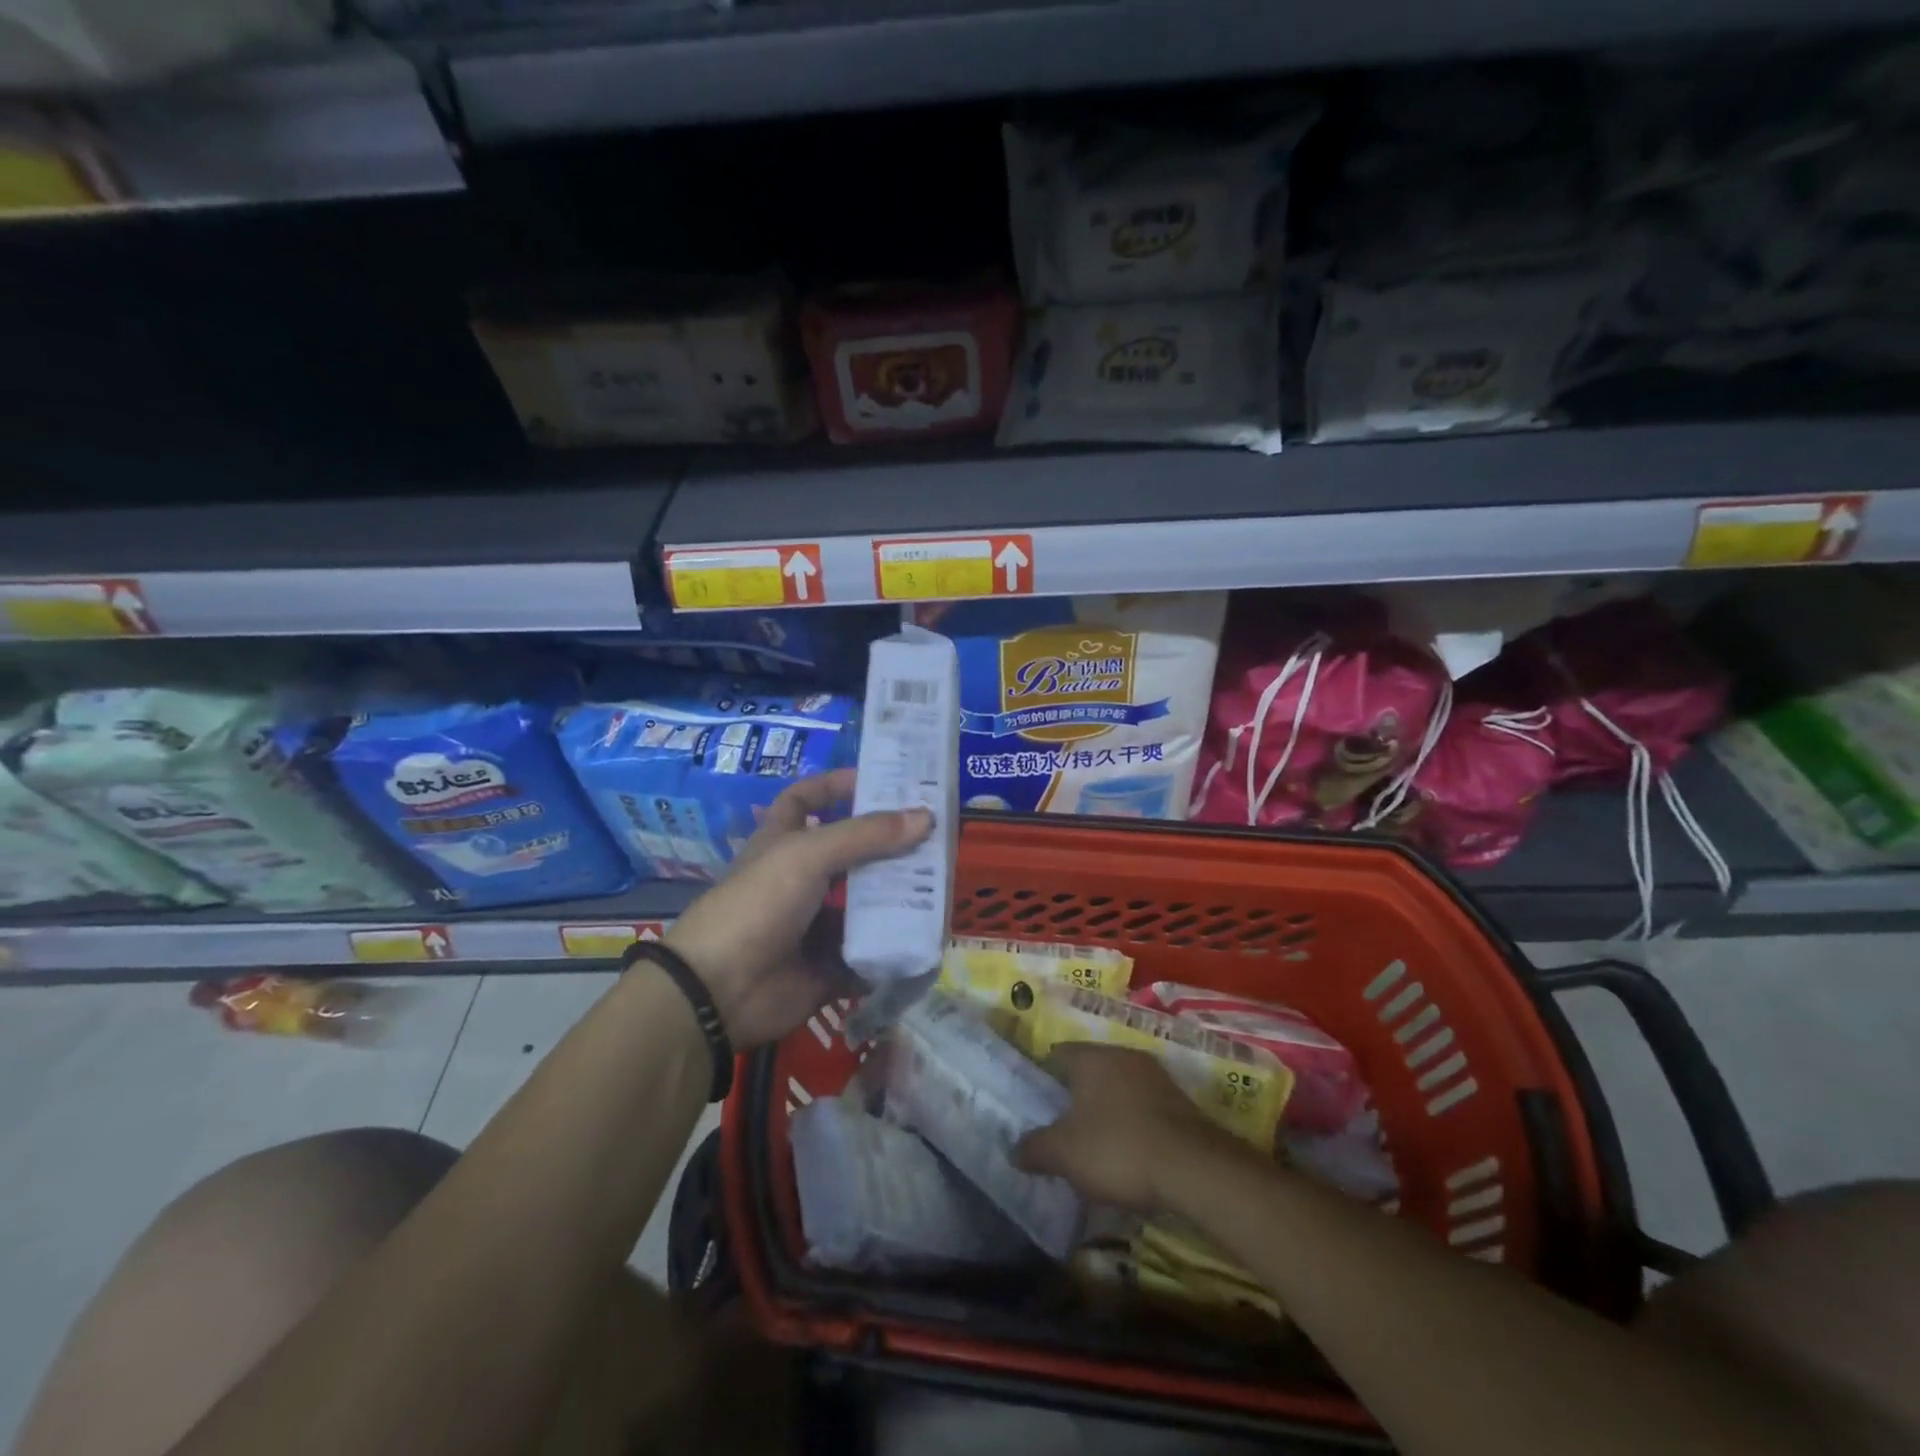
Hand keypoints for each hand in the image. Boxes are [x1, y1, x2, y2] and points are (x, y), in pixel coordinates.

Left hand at [662, 768, 932, 1047]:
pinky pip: (870, 953)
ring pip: (866, 904)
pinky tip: (928, 936)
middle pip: (852, 854)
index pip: (806, 800)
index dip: (836, 786)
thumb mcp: (808, 854)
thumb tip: (925, 817)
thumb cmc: (759, 903)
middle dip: (890, 846)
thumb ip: (866, 835)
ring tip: (944, 886)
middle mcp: (802, 879)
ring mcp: (816, 924)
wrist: (721, 989)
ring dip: (900, 897)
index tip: (879, 781)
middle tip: (936, 837)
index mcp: (784, 843)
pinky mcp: (831, 965)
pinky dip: (895, 948)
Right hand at [1015, 1044, 1239, 1210]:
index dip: (1042, 1080)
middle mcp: (1123, 1055)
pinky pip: (1143, 1107)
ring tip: (1094, 1147)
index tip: (1036, 1108)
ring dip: (1106, 1111)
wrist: (1195, 1169)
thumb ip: (1034, 1148)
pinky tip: (1129, 1154)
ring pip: (1118, 1088)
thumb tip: (1014, 1149)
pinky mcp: (1180, 1102)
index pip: (1056, 1055)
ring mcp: (1155, 1076)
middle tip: (1062, 1129)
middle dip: (1075, 1098)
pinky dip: (1132, 1124)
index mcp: (1091, 1057)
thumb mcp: (1064, 1154)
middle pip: (1089, 1071)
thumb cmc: (1117, 1149)